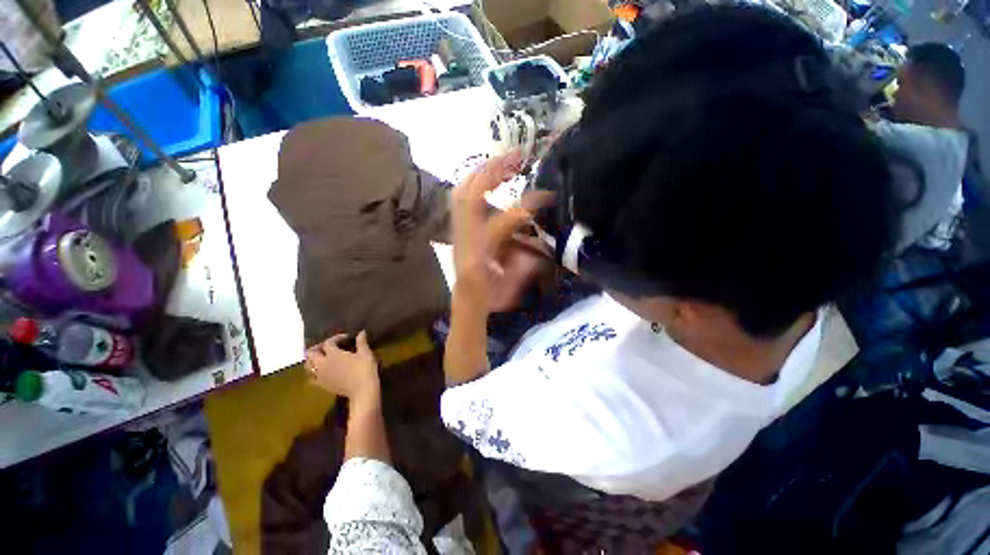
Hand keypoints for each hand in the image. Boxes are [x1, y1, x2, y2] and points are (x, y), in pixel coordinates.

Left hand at [305, 331, 378, 400]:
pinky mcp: (323, 385)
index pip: (328, 342)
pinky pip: (312, 378)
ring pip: (308, 366)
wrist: (362, 390)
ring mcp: (321, 376)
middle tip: (328, 346)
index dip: (336, 338)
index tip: (347, 338)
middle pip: (311, 353)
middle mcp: (323, 364)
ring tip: (322, 358)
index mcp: (333, 354)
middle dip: (318, 348)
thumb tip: (361, 332)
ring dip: (313, 360)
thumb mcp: (365, 353)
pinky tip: (322, 372)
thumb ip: (361, 342)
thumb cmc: (364, 369)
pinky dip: (314, 373)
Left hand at [452, 153, 553, 312]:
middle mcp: (464, 239)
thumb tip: (541, 243)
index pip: (503, 221)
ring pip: (462, 193)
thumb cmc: (491, 296)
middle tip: (517, 158)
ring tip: (503, 161)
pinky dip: (473, 182)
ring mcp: (457, 231)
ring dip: (483, 173)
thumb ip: (526, 263)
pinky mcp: (457, 228)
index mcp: (480, 256)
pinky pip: (459, 198)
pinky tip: (486, 177)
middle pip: (473, 196)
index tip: (545, 195)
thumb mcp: (513, 285)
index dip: (525, 206)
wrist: (467, 299)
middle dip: (495, 172)